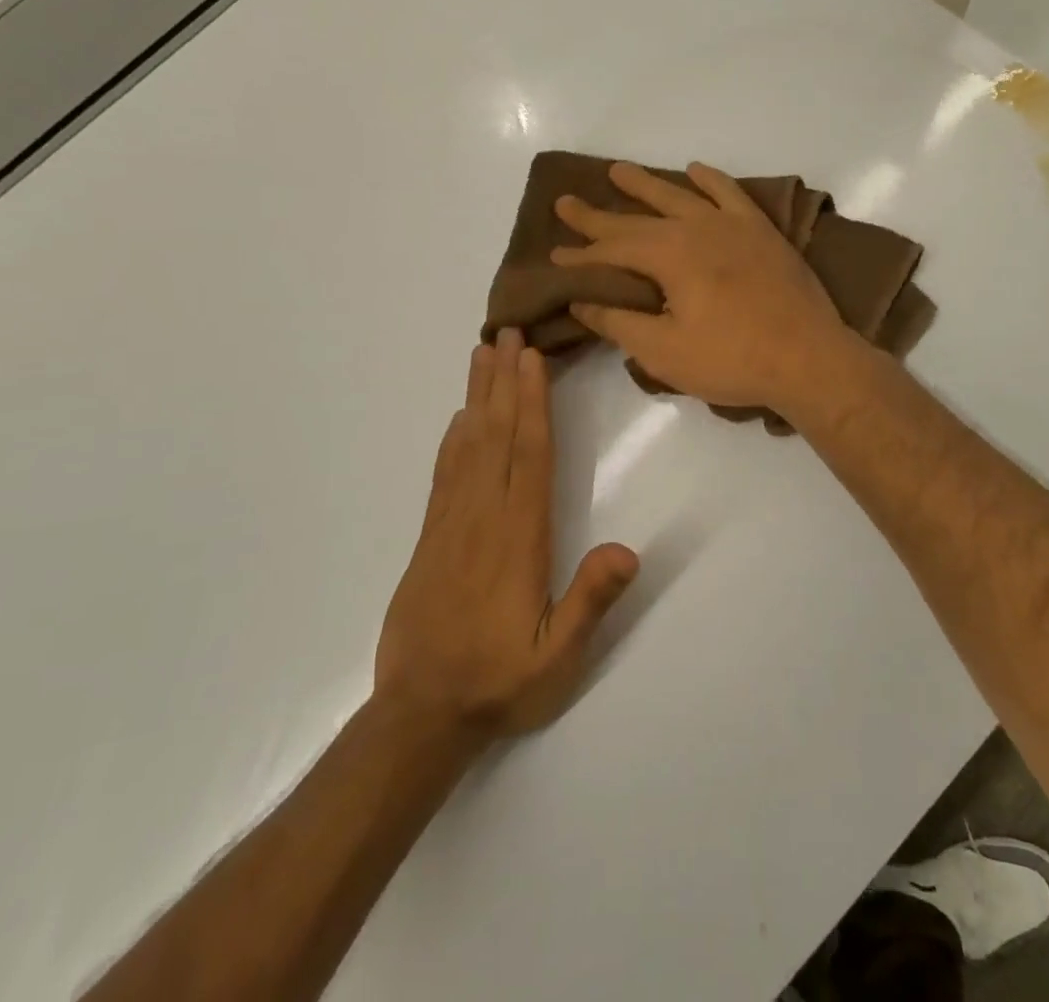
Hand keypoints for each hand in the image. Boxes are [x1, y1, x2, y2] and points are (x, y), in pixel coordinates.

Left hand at [375, 330, 638, 741]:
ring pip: (467, 446)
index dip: (532, 403)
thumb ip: (590, 602)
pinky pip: (443, 474)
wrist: (419, 716)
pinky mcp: (430, 538)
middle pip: (496, 436)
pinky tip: (458, 418)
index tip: (531, 358)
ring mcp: (451, 525)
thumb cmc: (498, 683)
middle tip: (507, 332)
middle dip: (504, 381)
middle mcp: (482, 518)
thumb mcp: (557, 658)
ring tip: (482, 355)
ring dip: (477, 397)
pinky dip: (452, 438)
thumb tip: (629, 551)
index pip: (528, 456)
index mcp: (517, 538)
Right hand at [551, 161, 849, 412]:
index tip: (553, 255)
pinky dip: (710, 179)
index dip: (580, 256)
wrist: (809, 358)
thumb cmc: (732, 360)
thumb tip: (582, 301)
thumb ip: (619, 323)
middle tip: (566, 202)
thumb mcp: (664, 352)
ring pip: (679, 196)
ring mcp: (732, 225)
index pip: (612, 251)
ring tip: (618, 171)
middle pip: (637, 218)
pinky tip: (695, 169)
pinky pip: (731, 193)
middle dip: (599, 215)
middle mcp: (696, 228)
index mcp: (669, 255)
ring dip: (646, 185)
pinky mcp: (762, 232)